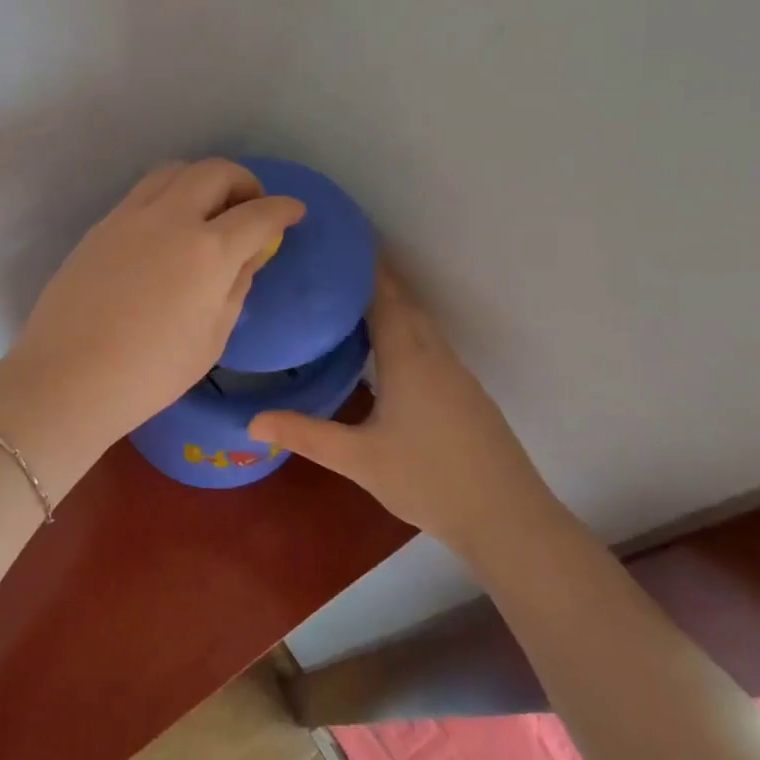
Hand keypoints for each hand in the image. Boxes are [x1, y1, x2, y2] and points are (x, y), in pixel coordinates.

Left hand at [0, 159, 304, 480]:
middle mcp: (171, 218)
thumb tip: (249, 254)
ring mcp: (130, 217)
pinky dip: (168, 195)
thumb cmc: (150, 373)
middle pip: (215, 172)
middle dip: (244, 181)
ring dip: (202, 179)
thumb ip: (236, 286)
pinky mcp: (101, 226)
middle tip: (250, 206)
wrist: (68, 378)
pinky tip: (168, 226)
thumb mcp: (212, 337)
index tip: (294, 211)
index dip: (283, 209)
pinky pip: (143, 192)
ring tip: (208, 208)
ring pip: (174, 171)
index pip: (258, 214)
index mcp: (208, 251)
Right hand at [248, 265, 554, 553]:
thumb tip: (252, 420)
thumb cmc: (428, 481)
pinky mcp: (466, 393)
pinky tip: (389, 349)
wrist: (508, 518)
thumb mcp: (358, 459)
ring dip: (393, 302)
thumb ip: (305, 434)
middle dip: (374, 278)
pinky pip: (431, 343)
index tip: (339, 241)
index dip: (364, 266)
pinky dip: (407, 327)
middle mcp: (435, 354)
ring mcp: (456, 373)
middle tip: (335, 265)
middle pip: (405, 302)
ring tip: (353, 298)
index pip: (384, 295)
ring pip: (421, 323)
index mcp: (408, 357)